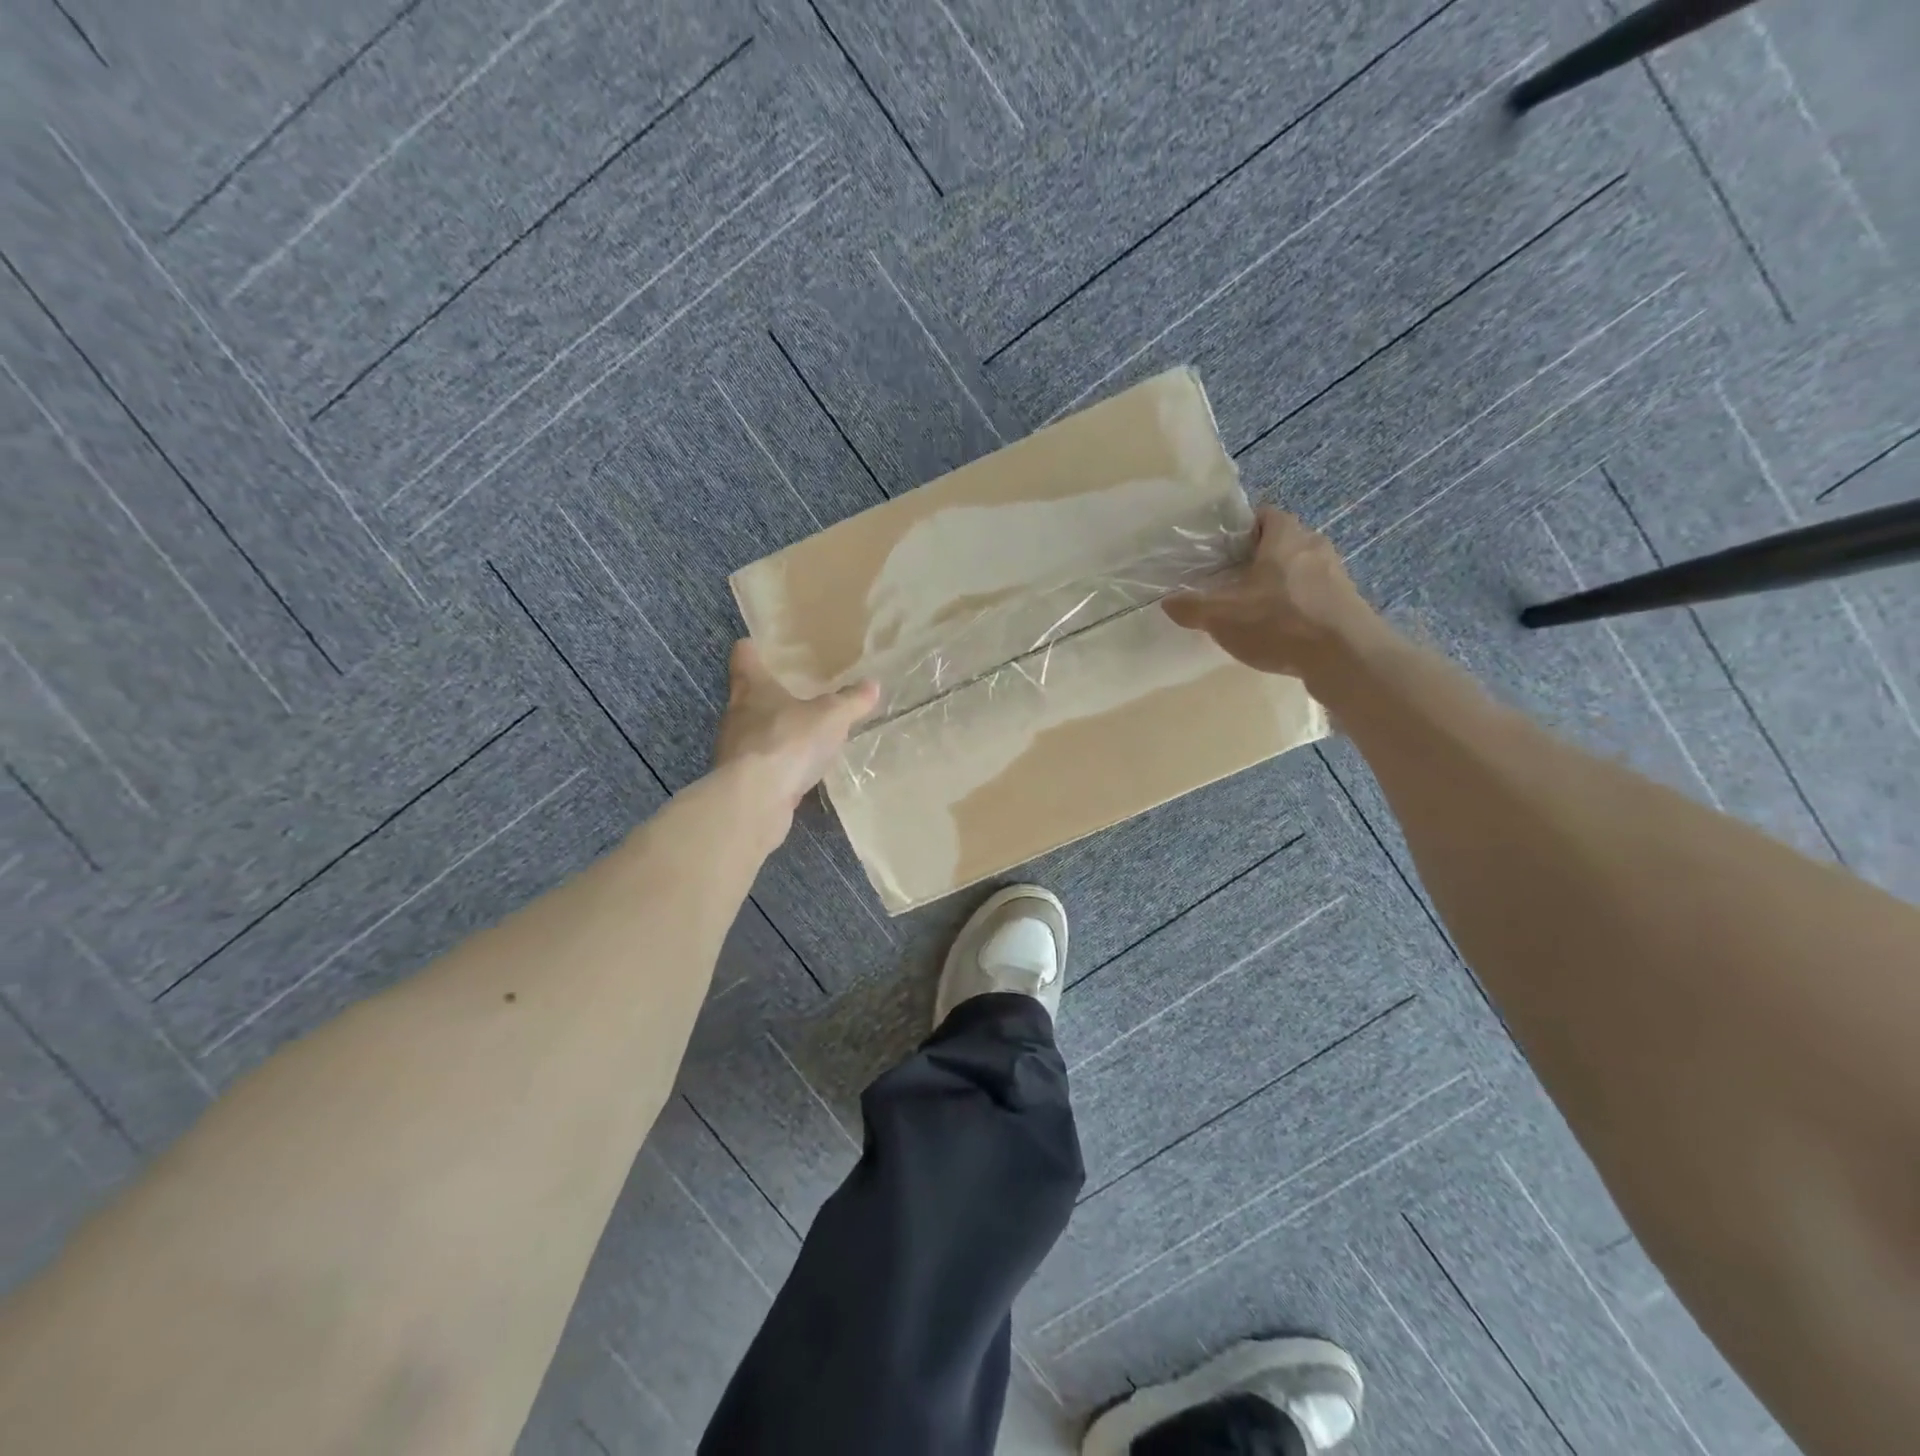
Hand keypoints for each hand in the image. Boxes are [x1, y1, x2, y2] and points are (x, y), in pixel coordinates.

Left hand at [713, 640, 879, 820]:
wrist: (754, 799)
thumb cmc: (788, 741)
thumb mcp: (831, 717)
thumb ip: (851, 701)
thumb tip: (872, 684)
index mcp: (753, 688)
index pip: (744, 657)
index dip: (752, 650)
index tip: (759, 646)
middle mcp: (737, 714)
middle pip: (746, 695)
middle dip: (767, 694)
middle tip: (792, 690)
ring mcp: (734, 749)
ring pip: (752, 731)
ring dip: (772, 731)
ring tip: (799, 733)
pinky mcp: (740, 780)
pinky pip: (761, 763)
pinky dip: (776, 763)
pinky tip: (796, 769)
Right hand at [1163, 507, 1386, 682]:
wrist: (1346, 657)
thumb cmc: (1279, 621)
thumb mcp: (1222, 616)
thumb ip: (1192, 607)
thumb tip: (1169, 602)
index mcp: (1286, 536)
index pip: (1265, 515)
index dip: (1242, 528)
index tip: (1222, 550)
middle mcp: (1315, 547)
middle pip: (1283, 543)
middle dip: (1259, 559)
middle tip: (1233, 581)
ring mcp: (1337, 576)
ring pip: (1301, 570)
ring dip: (1281, 585)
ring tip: (1255, 610)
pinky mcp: (1348, 604)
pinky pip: (1315, 597)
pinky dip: (1298, 607)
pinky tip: (1282, 632)